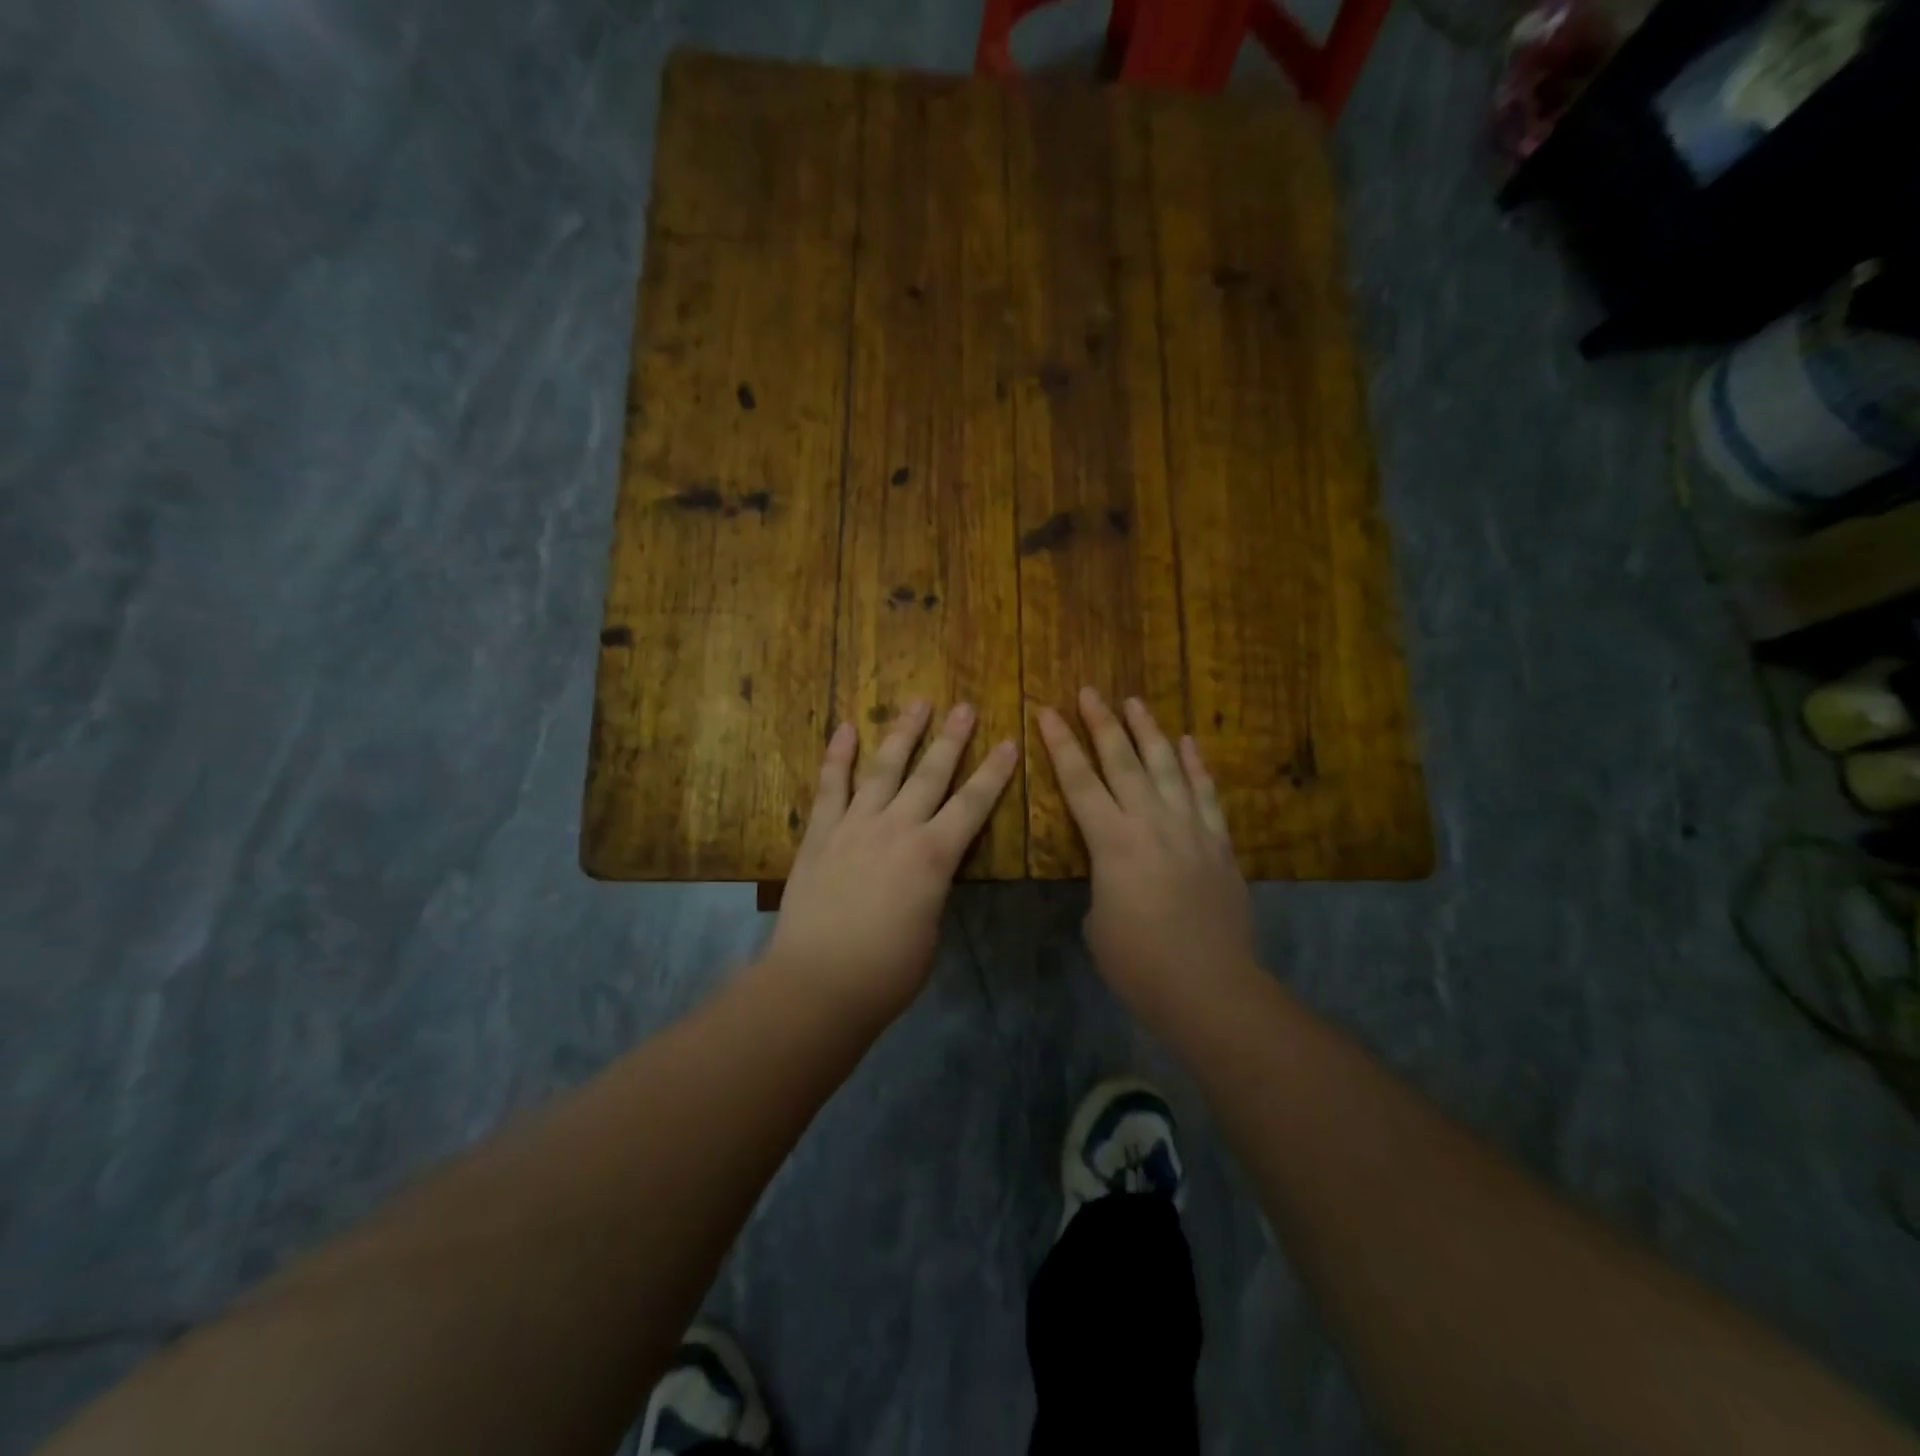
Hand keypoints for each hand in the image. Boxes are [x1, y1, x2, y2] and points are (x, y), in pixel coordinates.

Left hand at [767, 702, 1018, 1021]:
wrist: (818, 983)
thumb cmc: (887, 971)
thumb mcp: (930, 929)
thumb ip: (932, 888)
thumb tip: (927, 871)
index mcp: (933, 856)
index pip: (973, 804)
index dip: (994, 772)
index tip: (1009, 742)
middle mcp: (897, 828)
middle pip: (931, 774)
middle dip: (952, 739)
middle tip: (965, 707)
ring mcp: (854, 826)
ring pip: (884, 769)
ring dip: (902, 734)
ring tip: (917, 703)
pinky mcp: (820, 834)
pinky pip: (830, 787)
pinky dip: (837, 756)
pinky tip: (845, 729)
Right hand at [1038, 689, 1256, 1024]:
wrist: (1208, 985)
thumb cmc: (1138, 962)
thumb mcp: (1098, 919)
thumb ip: (1103, 881)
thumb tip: (1116, 870)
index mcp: (1112, 842)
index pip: (1079, 781)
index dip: (1061, 744)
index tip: (1048, 711)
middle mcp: (1151, 822)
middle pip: (1123, 761)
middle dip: (1103, 723)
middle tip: (1090, 692)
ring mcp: (1190, 829)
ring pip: (1167, 767)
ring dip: (1149, 731)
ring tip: (1135, 702)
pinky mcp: (1219, 843)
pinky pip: (1206, 794)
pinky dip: (1196, 765)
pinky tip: (1189, 742)